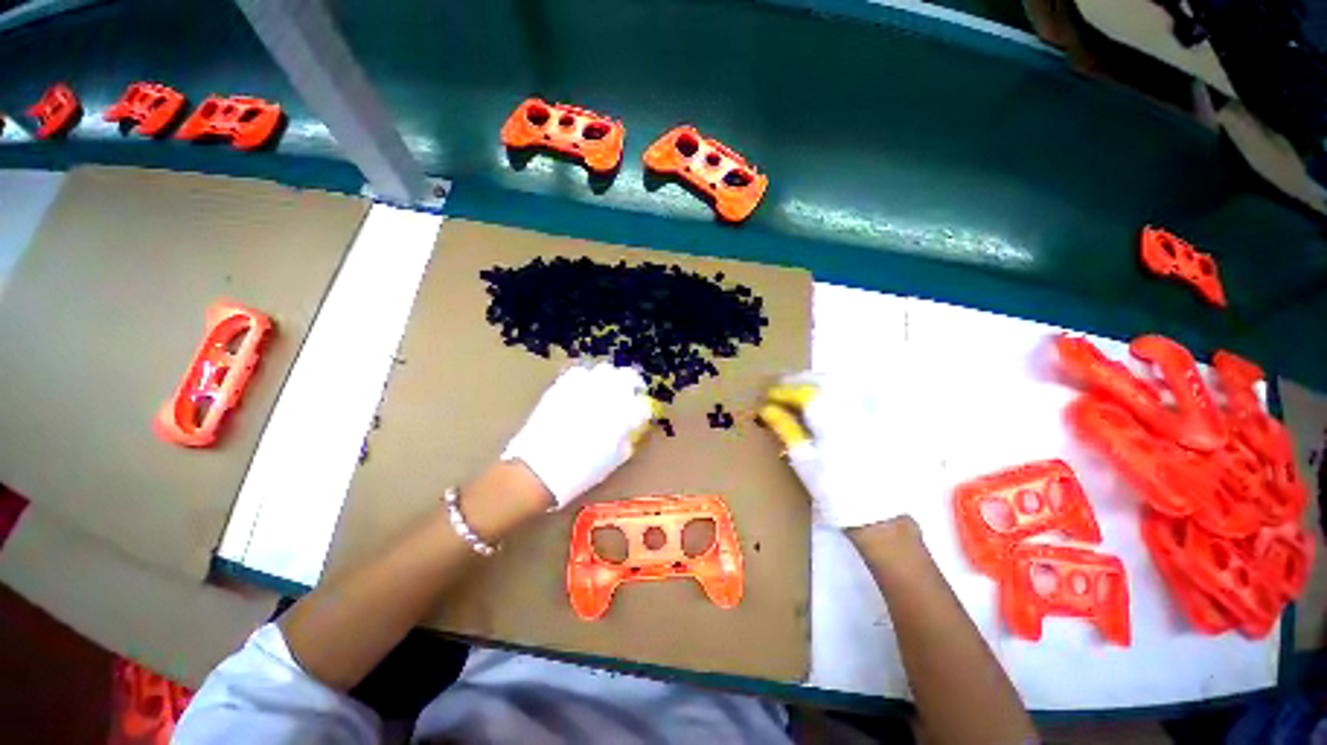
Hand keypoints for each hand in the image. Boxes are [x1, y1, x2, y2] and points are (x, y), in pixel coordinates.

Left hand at [502, 363, 656, 508]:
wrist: (539, 470)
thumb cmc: (580, 471)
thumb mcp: (613, 460)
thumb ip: (626, 441)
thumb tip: (629, 430)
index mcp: (623, 416)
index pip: (643, 405)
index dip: (643, 410)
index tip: (640, 415)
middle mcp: (606, 396)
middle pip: (627, 376)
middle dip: (632, 382)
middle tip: (630, 391)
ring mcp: (583, 388)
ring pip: (604, 370)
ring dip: (609, 377)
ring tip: (607, 387)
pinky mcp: (562, 386)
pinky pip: (578, 373)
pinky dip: (585, 378)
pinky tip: (583, 388)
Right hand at [758, 373, 918, 527]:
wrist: (877, 514)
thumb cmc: (833, 490)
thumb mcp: (803, 461)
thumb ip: (786, 429)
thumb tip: (766, 408)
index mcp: (830, 422)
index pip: (803, 393)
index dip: (783, 390)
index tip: (769, 394)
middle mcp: (853, 410)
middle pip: (824, 380)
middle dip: (800, 379)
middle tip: (782, 386)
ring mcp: (872, 412)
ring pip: (843, 381)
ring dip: (819, 379)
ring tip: (802, 387)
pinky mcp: (883, 418)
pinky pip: (862, 390)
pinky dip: (842, 385)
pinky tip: (832, 393)